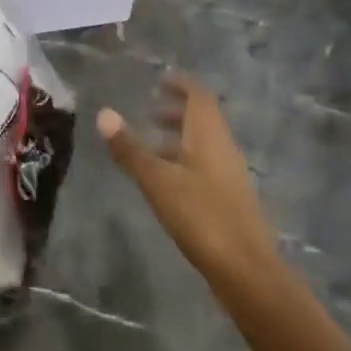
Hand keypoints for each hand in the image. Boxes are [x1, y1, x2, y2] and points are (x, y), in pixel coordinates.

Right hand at [98, 74, 275, 284]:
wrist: (246, 270)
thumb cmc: (201, 216)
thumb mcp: (157, 180)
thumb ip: (130, 149)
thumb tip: (104, 113)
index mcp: (209, 135)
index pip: (199, 96)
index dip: (181, 84)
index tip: (160, 80)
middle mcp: (224, 148)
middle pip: (203, 119)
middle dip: (178, 111)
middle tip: (150, 111)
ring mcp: (230, 175)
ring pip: (204, 144)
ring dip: (180, 138)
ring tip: (151, 146)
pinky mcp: (230, 199)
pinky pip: (206, 165)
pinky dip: (186, 160)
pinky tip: (167, 181)